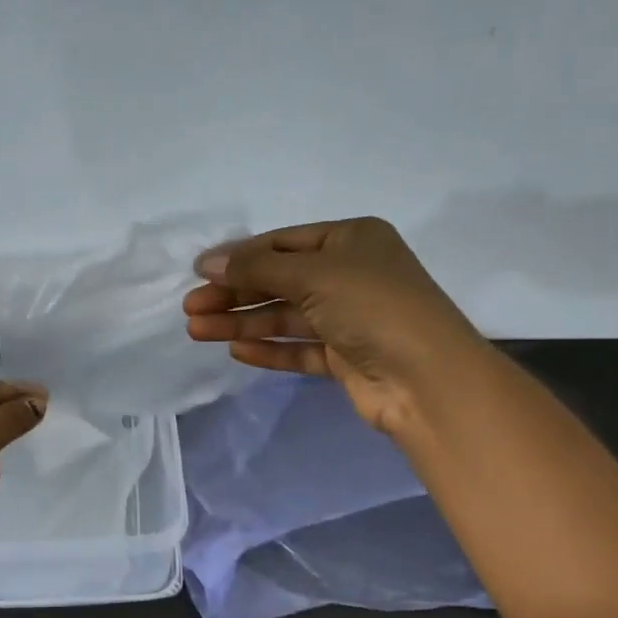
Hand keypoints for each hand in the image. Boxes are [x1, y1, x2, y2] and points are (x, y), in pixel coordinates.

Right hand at [183, 217, 484, 435]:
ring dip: (243, 323)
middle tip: (191, 308)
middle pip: (279, 281)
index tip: (198, 273)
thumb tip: (207, 262)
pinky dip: (269, 349)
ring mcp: (349, 318)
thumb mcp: (314, 273)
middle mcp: (351, 275)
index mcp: (352, 240)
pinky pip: (299, 348)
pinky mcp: (346, 358)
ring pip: (285, 318)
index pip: (283, 243)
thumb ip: (258, 267)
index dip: (240, 257)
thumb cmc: (372, 306)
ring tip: (197, 331)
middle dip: (234, 294)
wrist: (425, 378)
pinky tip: (236, 352)